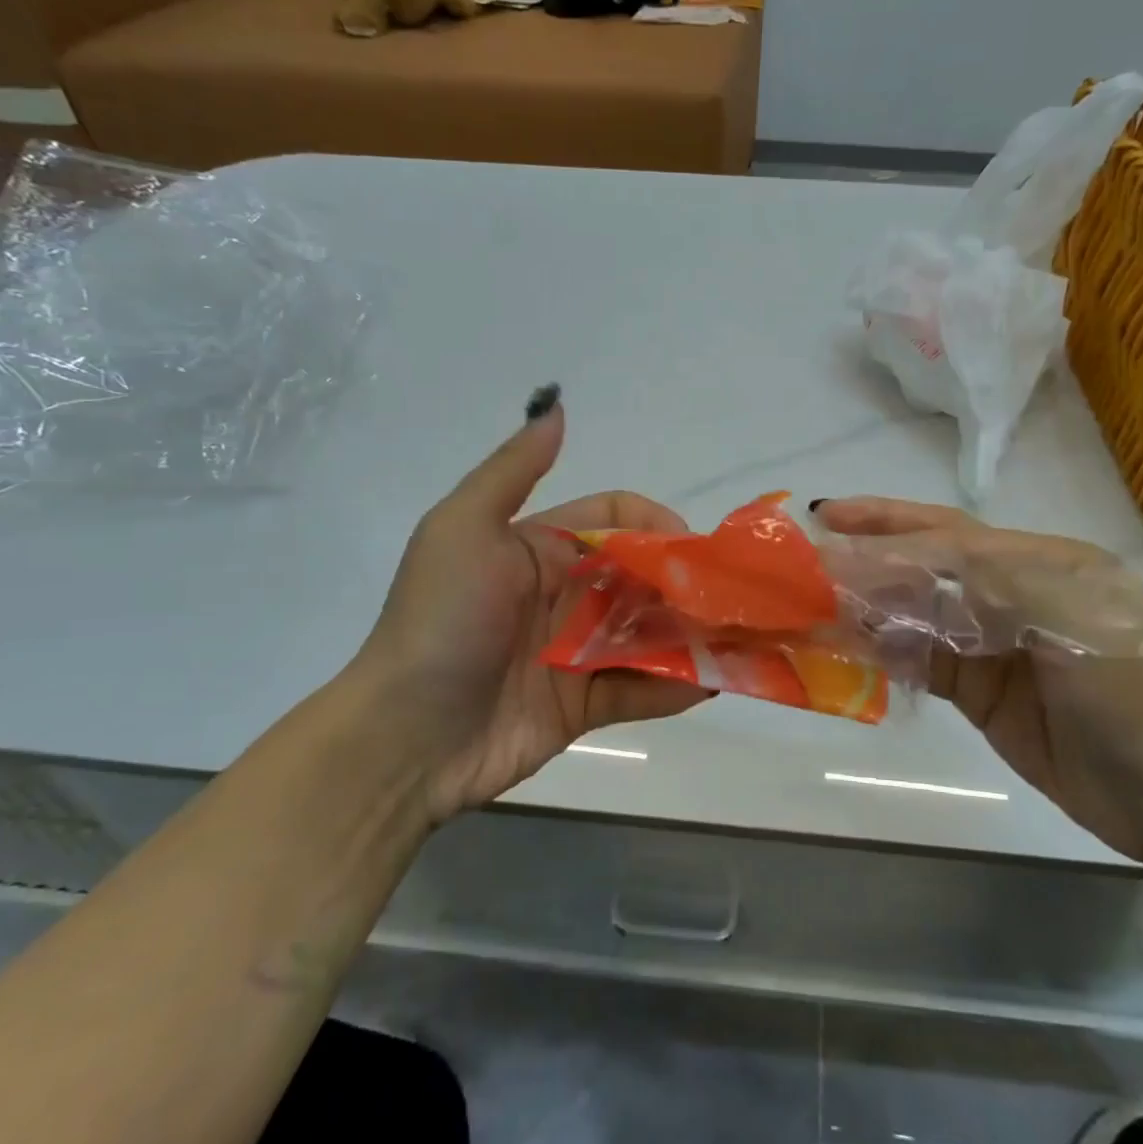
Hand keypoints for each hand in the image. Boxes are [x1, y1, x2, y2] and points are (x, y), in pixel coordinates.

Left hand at [337, 388, 708, 824]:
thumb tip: (557, 406)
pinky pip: (640, 689)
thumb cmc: (441, 621)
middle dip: (685, 582)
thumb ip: (514, 470)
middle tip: (730, 598)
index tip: (690, 548)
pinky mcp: (585, 705)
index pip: (614, 521)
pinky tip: (714, 684)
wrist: (403, 737)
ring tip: (739, 638)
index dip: (654, 526)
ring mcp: (576, 652)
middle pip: (641, 577)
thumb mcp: (463, 529)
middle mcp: (564, 594)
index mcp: (540, 548)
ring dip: (692, 633)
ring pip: (649, 632)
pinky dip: (676, 685)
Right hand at [815, 497, 1142, 866]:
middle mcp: (1012, 594)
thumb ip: (989, 577)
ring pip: (916, 614)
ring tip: (810, 601)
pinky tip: (846, 648)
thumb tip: (903, 559)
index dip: (887, 523)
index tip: (828, 517)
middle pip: (924, 567)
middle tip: (805, 557)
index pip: (948, 533)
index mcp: (1040, 562)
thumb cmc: (1138, 695)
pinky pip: (921, 662)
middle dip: (867, 558)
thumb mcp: (1072, 616)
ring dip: (867, 606)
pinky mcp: (982, 692)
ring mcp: (994, 646)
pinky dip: (883, 653)